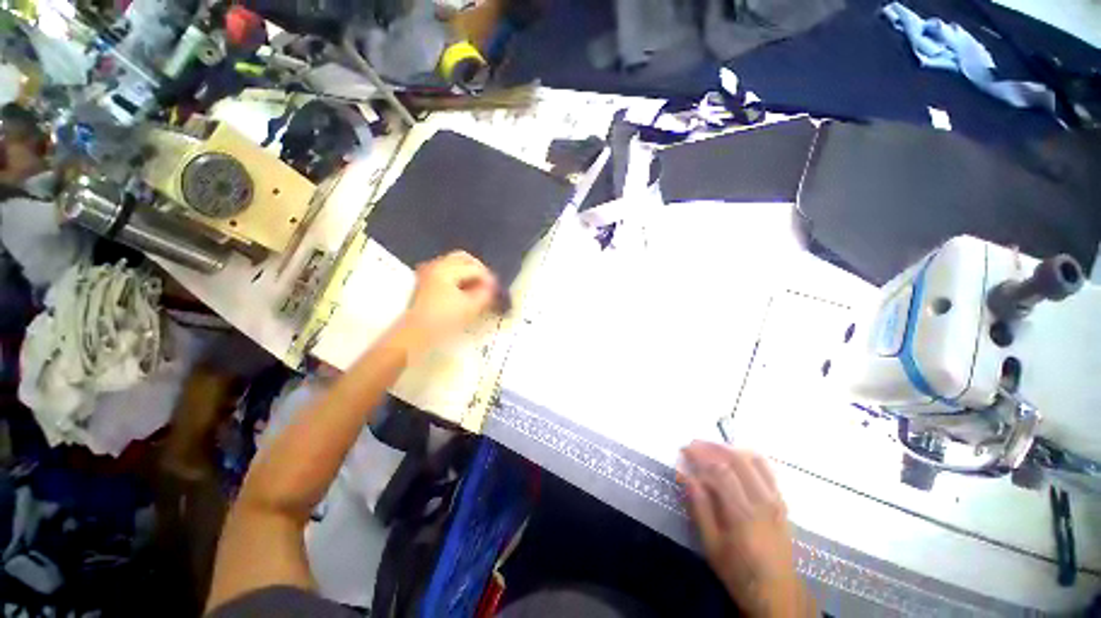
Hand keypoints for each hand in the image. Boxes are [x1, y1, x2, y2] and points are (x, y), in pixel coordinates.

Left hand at [400, 251, 498, 347]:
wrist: (414, 335)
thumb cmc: (443, 320)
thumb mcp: (470, 308)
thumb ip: (486, 294)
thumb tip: (493, 287)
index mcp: (446, 269)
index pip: (475, 268)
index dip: (489, 279)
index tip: (496, 291)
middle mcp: (435, 265)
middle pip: (463, 259)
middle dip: (478, 270)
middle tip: (488, 284)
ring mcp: (427, 273)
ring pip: (454, 265)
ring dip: (468, 274)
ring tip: (478, 290)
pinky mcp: (424, 282)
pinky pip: (446, 272)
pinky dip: (458, 278)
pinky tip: (464, 292)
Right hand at [680, 442, 808, 616]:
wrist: (778, 595)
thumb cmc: (739, 572)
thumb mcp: (712, 546)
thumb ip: (699, 508)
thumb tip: (686, 475)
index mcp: (743, 514)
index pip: (719, 471)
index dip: (699, 456)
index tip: (683, 450)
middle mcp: (763, 501)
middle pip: (737, 459)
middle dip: (712, 447)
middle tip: (693, 445)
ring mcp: (776, 500)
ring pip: (754, 460)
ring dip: (729, 448)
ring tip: (710, 448)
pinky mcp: (782, 502)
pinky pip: (767, 469)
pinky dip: (748, 456)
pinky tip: (735, 457)